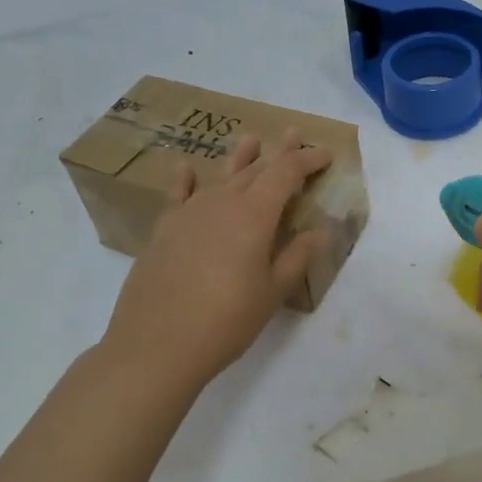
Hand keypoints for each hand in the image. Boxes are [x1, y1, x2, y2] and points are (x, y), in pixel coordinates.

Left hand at [103, 130, 333, 392]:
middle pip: (255, 169)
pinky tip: (185, 168)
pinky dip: (185, 179)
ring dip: (239, 158)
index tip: (325, 154)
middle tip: (292, 136)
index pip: (286, 173)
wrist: (157, 344)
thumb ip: (297, 257)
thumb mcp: (272, 293)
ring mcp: (189, 213)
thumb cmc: (226, 321)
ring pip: (220, 176)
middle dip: (278, 153)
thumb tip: (320, 231)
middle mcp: (222, 202)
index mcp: (254, 214)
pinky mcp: (164, 230)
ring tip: (250, 140)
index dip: (307, 160)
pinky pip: (178, 194)